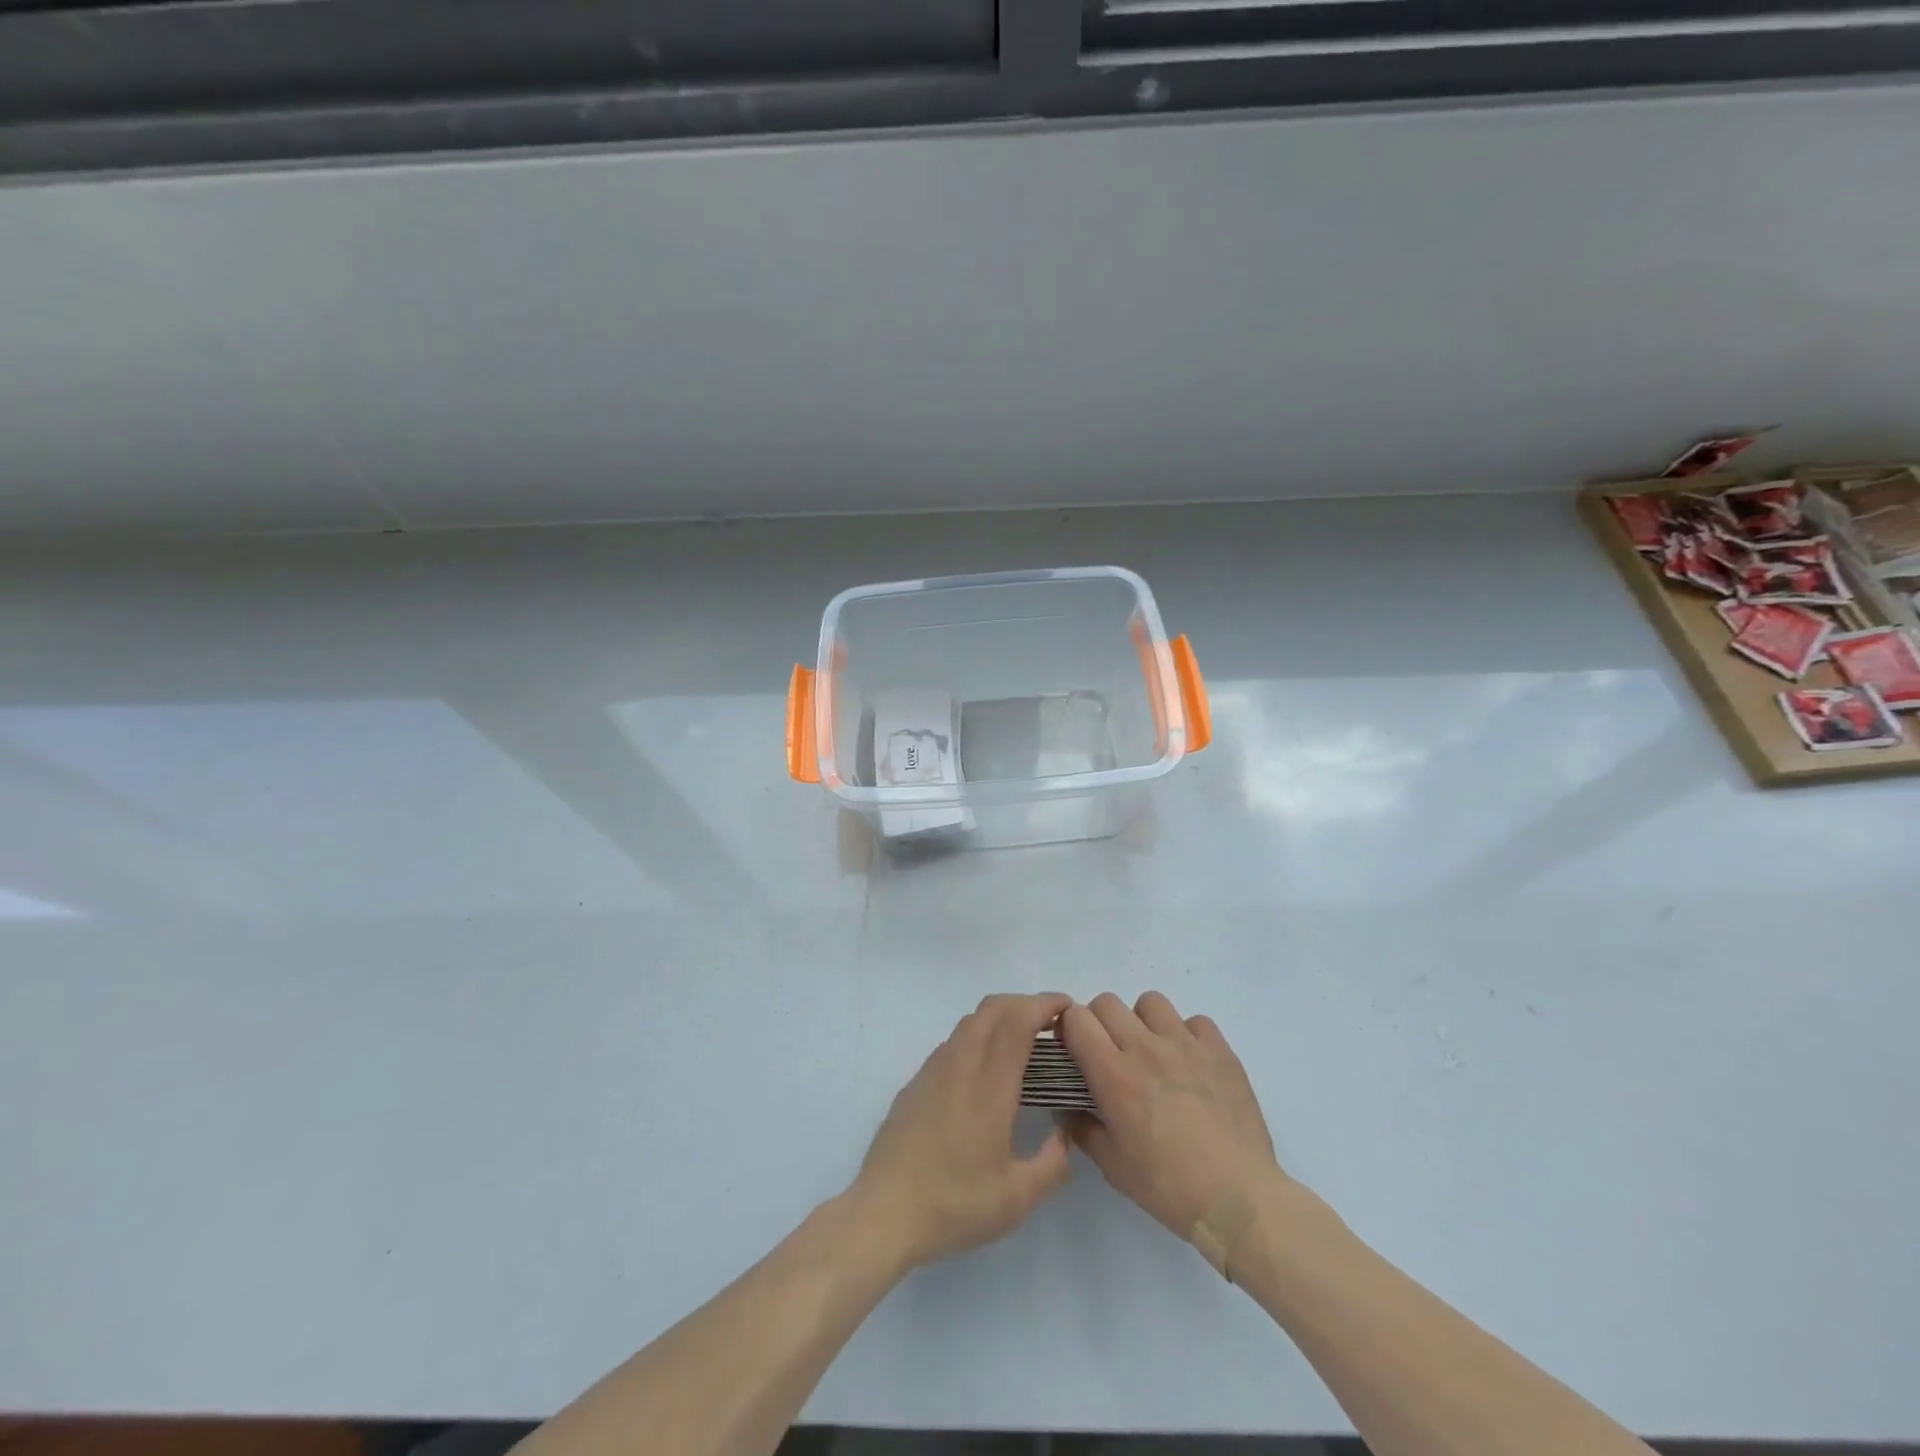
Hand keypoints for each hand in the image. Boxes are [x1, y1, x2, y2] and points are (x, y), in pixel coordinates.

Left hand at [851, 993, 1074, 1271]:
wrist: (884, 1212)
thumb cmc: (955, 1204)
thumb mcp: (1018, 1198)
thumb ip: (1052, 1162)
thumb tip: (1064, 1133)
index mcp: (990, 1085)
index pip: (1017, 1021)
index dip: (1044, 1005)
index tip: (1067, 1009)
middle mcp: (960, 1064)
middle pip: (993, 1008)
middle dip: (1025, 1003)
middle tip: (1051, 1025)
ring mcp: (933, 1070)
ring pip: (970, 1022)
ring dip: (1000, 1018)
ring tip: (1022, 1044)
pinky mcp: (916, 1082)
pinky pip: (953, 1042)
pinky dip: (978, 1037)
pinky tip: (984, 1071)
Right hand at [1060, 992, 1283, 1241]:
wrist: (1238, 1199)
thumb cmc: (1168, 1186)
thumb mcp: (1112, 1166)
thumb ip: (1082, 1128)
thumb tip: (1068, 1107)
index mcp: (1114, 1075)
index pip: (1076, 1019)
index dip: (1068, 1029)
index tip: (1074, 1051)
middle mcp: (1146, 1048)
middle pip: (1107, 1002)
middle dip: (1099, 1022)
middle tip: (1110, 1053)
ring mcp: (1186, 1044)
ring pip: (1151, 1002)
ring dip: (1143, 1021)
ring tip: (1152, 1052)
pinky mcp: (1219, 1050)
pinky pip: (1195, 1021)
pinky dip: (1187, 1035)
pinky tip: (1191, 1063)